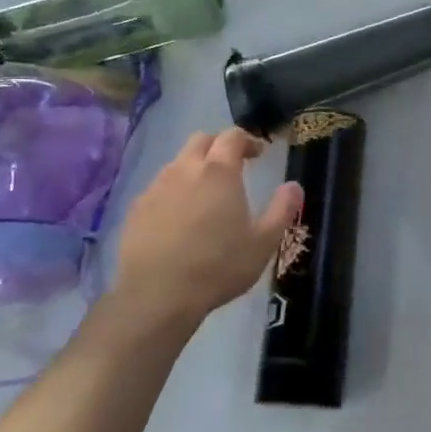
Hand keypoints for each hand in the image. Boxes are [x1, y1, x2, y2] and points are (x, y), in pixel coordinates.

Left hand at [109, 128, 302, 331]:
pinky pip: (158, 188)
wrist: (156, 294)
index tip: (258, 154)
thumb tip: (294, 186)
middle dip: (218, 145)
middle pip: (200, 140)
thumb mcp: (263, 242)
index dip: (247, 140)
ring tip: (206, 194)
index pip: (232, 137)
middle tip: (233, 165)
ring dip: (194, 168)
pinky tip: (179, 218)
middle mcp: (185, 170)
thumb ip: (282, 209)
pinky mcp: (136, 209)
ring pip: (177, 163)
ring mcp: (156, 187)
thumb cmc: (218, 266)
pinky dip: (173, 191)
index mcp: (219, 172)